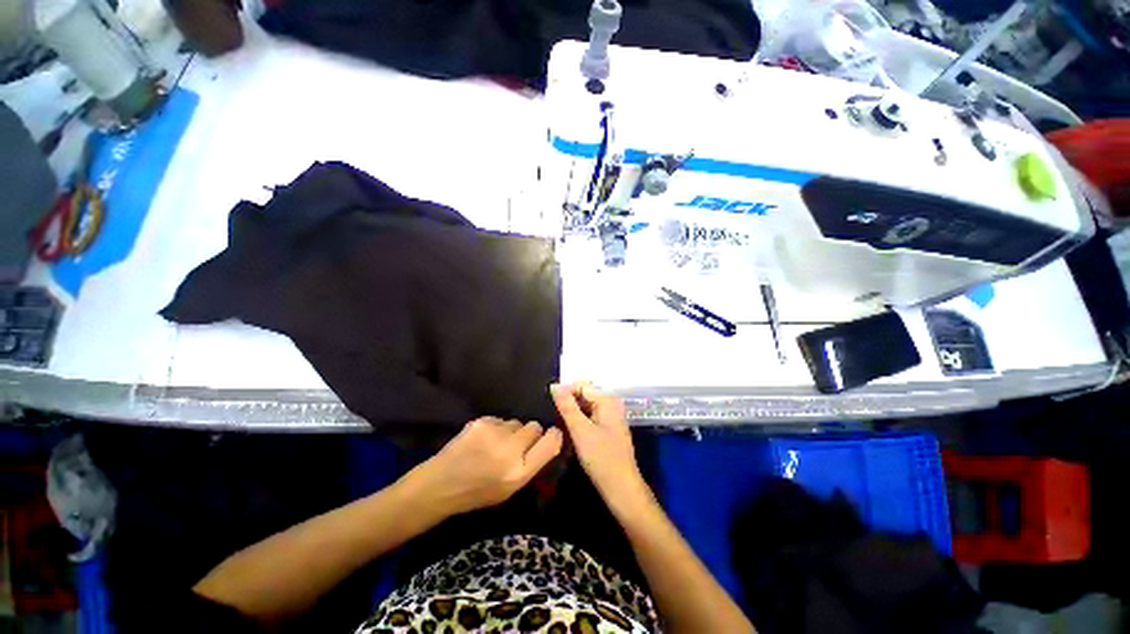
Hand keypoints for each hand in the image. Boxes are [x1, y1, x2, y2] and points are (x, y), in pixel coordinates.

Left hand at [408, 417, 562, 516]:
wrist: (440, 484)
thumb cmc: (477, 492)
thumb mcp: (510, 489)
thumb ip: (532, 464)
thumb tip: (548, 439)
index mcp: (520, 473)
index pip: (551, 443)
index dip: (554, 436)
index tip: (551, 435)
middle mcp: (511, 450)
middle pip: (535, 427)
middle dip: (529, 434)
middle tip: (515, 446)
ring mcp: (495, 433)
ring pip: (516, 422)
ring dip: (511, 431)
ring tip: (495, 445)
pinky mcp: (482, 422)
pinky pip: (500, 419)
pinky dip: (495, 428)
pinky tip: (482, 440)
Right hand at [551, 383, 650, 508]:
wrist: (621, 487)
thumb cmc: (601, 458)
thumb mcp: (580, 431)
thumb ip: (568, 407)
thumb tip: (555, 386)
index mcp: (608, 400)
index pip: (582, 385)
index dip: (565, 390)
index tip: (549, 402)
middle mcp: (612, 404)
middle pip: (585, 394)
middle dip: (569, 400)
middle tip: (553, 413)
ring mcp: (611, 416)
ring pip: (586, 405)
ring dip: (573, 411)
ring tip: (558, 420)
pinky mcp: (609, 427)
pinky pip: (591, 415)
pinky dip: (580, 419)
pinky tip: (570, 429)